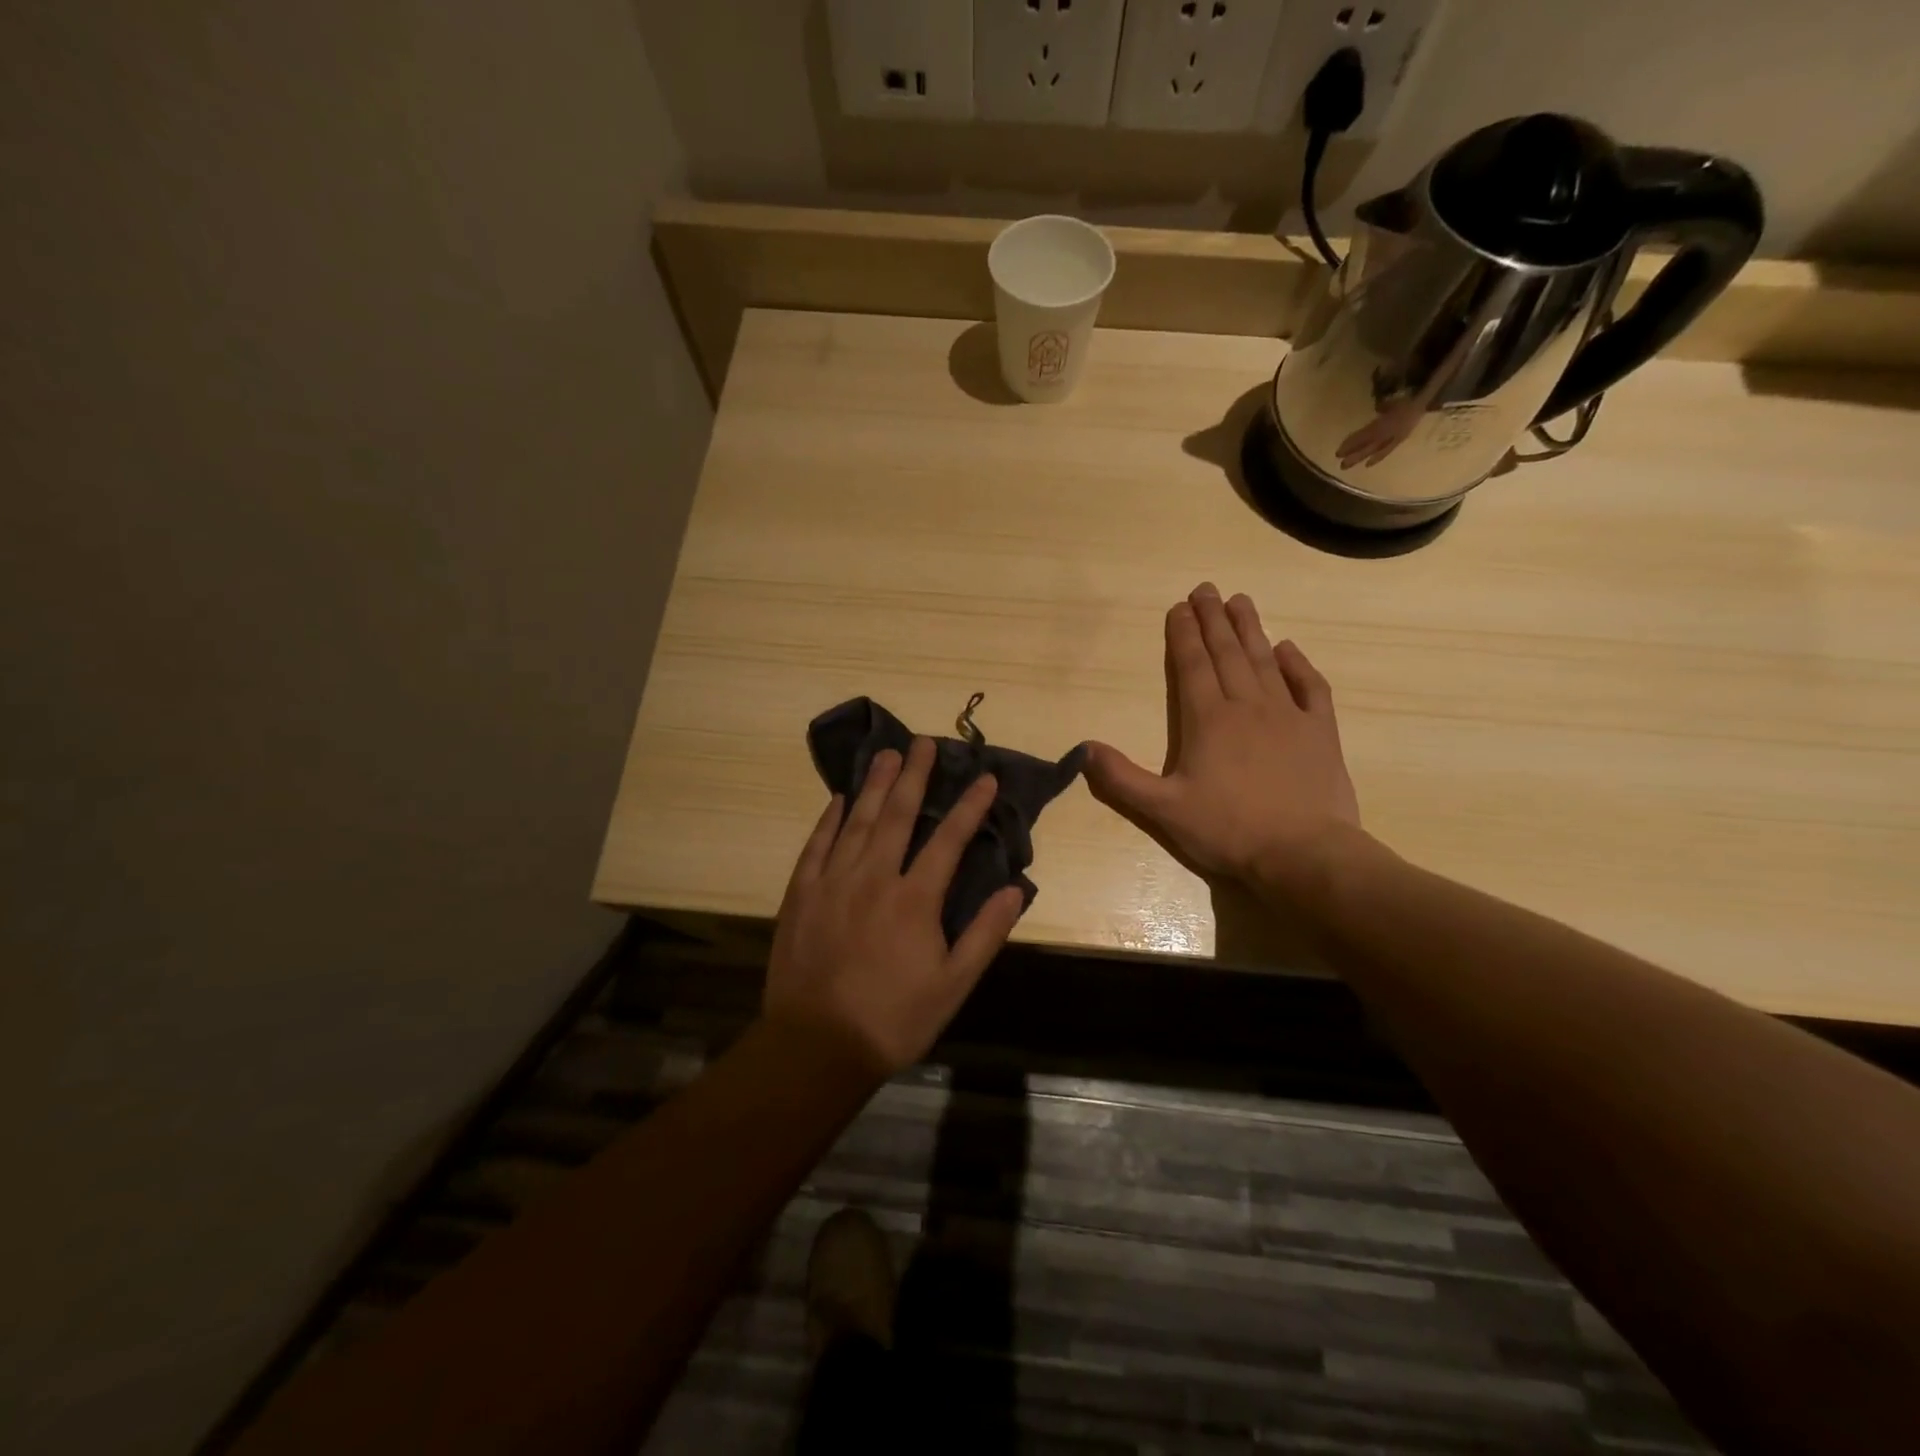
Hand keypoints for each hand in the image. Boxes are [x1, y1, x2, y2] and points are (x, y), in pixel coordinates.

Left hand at [764, 738, 1024, 1076]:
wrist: (816, 1046)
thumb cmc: (894, 1019)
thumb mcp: (953, 985)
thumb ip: (985, 933)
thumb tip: (1015, 888)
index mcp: (914, 899)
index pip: (949, 840)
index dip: (970, 806)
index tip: (986, 778)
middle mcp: (873, 877)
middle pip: (897, 815)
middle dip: (914, 776)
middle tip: (924, 742)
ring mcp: (832, 882)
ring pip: (857, 821)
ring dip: (873, 784)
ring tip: (886, 753)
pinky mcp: (801, 894)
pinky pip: (817, 845)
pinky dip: (829, 819)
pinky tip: (838, 799)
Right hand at [1084, 583, 1362, 905]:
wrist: (1303, 853)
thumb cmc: (1228, 830)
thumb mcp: (1162, 810)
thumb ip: (1120, 779)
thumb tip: (1082, 750)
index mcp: (1207, 720)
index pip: (1191, 666)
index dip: (1182, 635)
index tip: (1179, 607)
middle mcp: (1246, 706)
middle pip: (1226, 653)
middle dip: (1213, 619)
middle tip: (1206, 589)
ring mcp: (1288, 716)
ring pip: (1264, 661)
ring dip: (1250, 630)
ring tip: (1240, 601)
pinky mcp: (1321, 732)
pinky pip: (1310, 687)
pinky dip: (1298, 665)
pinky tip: (1288, 649)